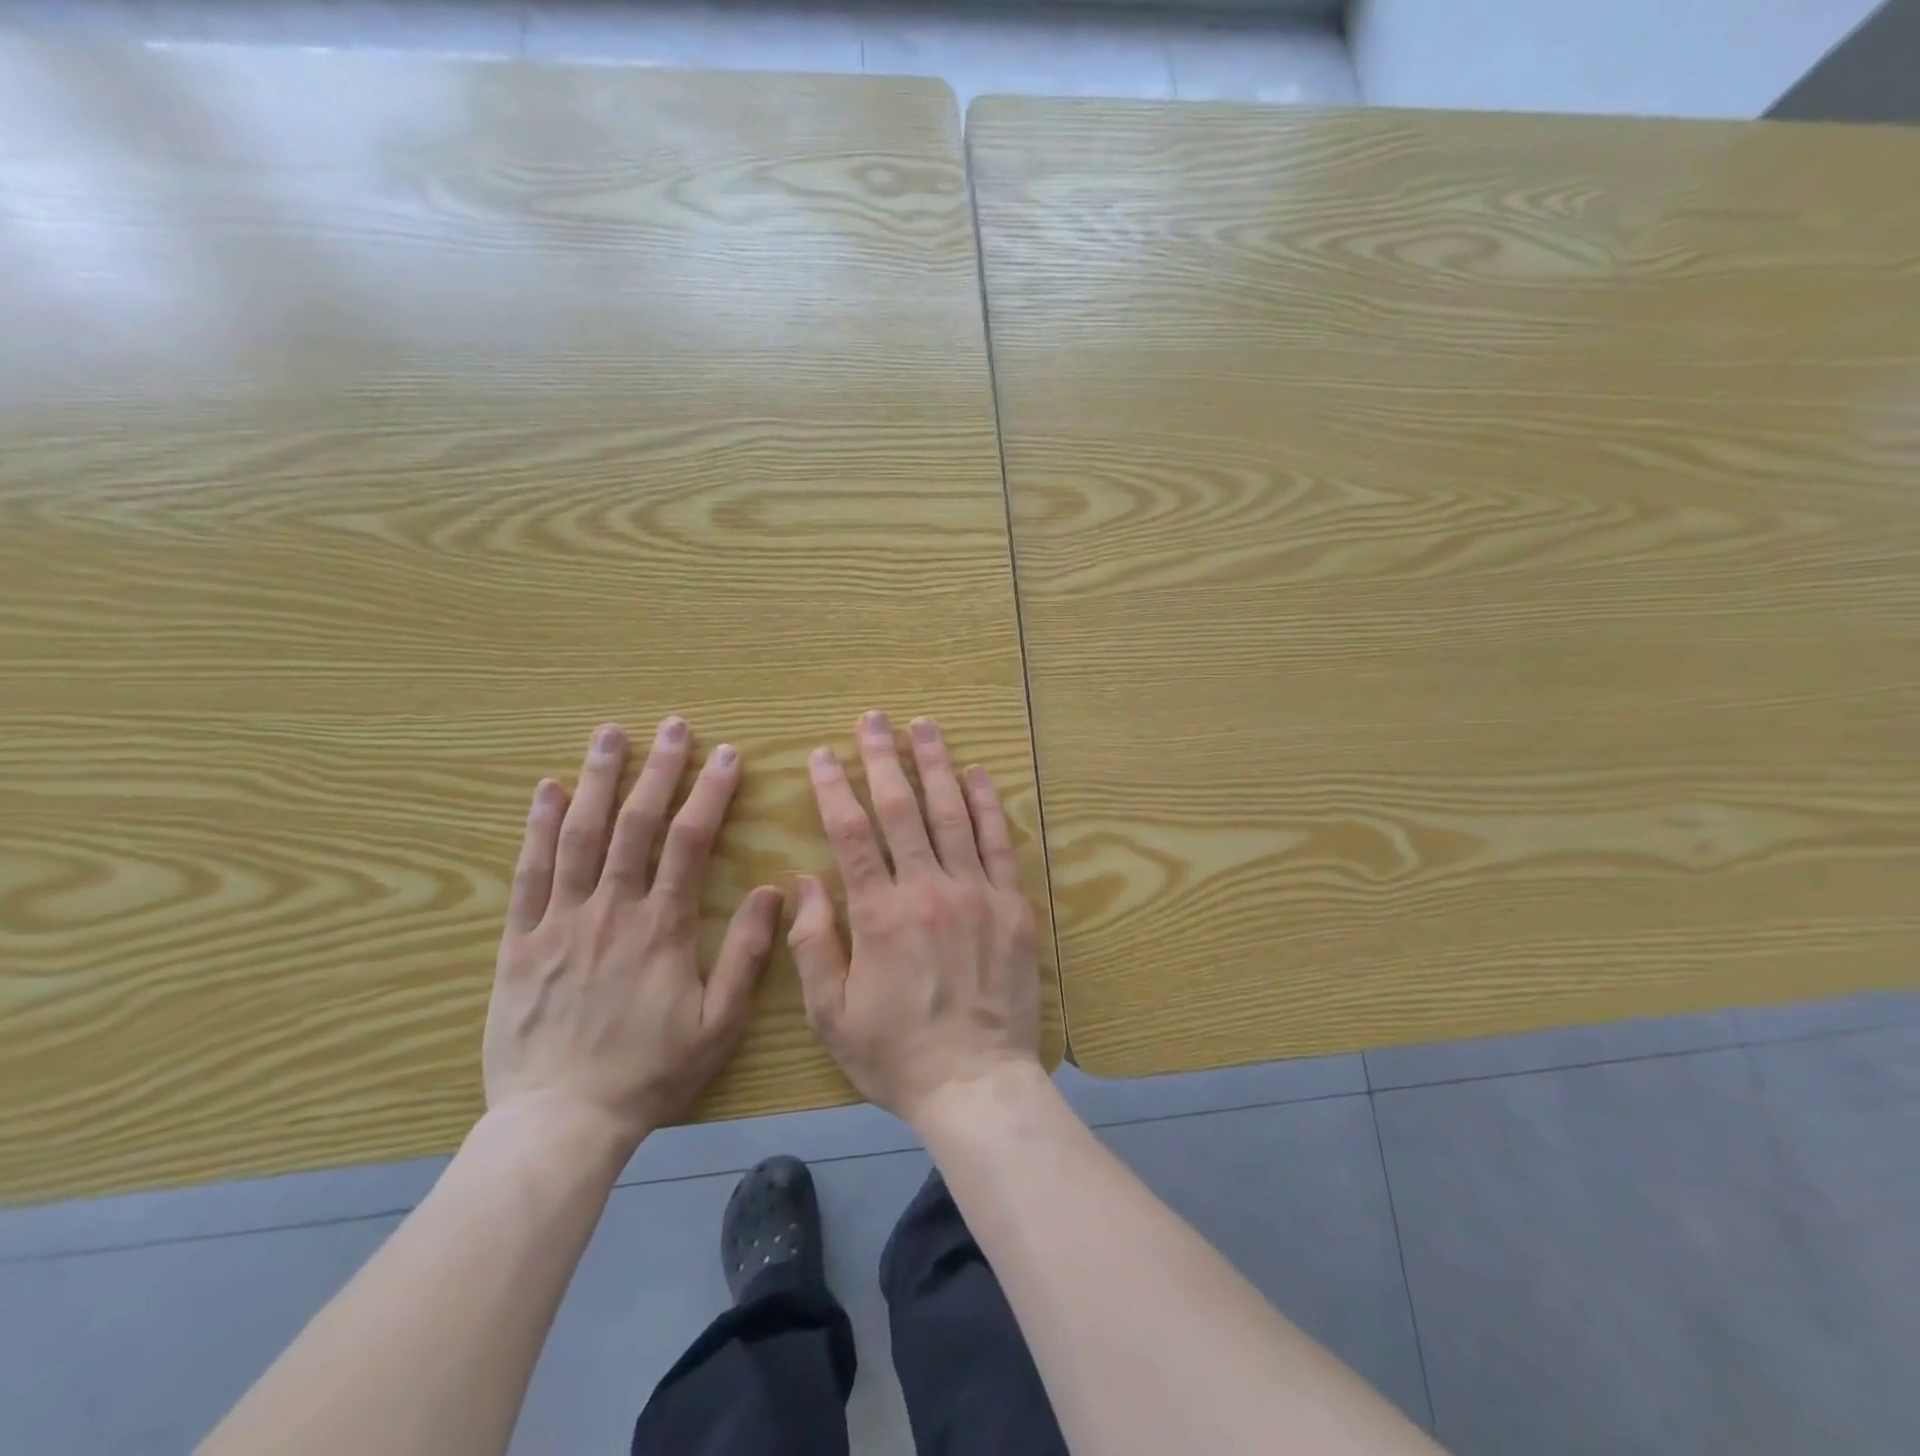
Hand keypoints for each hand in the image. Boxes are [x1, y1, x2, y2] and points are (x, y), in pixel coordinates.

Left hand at [484, 718, 781, 1157]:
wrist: (560, 1123)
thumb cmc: (649, 1072)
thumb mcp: (719, 1023)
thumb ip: (745, 954)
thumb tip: (772, 891)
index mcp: (662, 927)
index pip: (690, 841)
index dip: (710, 793)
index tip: (726, 755)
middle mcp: (611, 910)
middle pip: (635, 824)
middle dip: (657, 770)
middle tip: (671, 726)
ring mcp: (560, 921)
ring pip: (580, 836)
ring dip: (598, 780)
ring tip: (610, 734)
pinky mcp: (520, 942)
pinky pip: (528, 873)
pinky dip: (538, 827)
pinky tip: (548, 790)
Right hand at [788, 710, 1042, 1127]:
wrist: (976, 1083)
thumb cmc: (896, 1054)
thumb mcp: (831, 1014)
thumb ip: (813, 944)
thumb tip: (805, 880)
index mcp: (880, 914)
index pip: (851, 833)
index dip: (835, 788)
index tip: (824, 754)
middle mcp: (929, 890)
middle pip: (901, 809)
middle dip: (883, 758)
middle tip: (873, 719)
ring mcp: (976, 893)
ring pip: (952, 813)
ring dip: (935, 765)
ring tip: (923, 726)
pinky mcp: (1012, 906)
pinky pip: (998, 843)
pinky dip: (986, 804)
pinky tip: (976, 774)